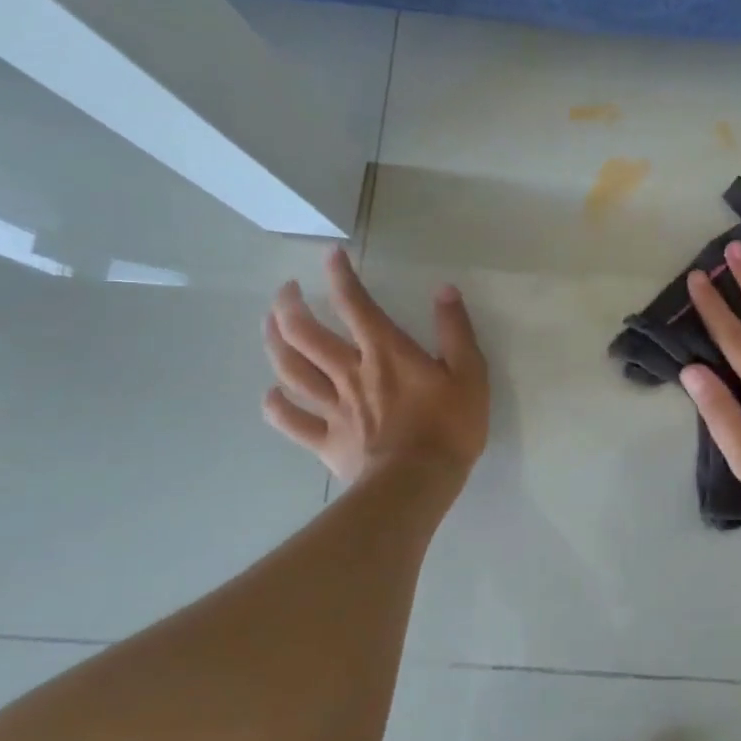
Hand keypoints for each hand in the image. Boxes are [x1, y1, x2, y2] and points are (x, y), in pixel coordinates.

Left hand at [261, 248, 488, 484]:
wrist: (417, 484)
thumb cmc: (449, 427)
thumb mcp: (470, 373)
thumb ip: (455, 330)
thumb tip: (444, 290)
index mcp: (385, 352)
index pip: (355, 303)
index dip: (340, 275)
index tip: (330, 256)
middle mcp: (350, 372)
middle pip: (305, 333)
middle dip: (290, 305)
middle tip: (286, 291)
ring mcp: (333, 408)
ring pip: (291, 370)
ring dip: (274, 343)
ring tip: (270, 326)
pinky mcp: (326, 441)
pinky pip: (291, 420)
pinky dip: (276, 405)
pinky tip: (271, 395)